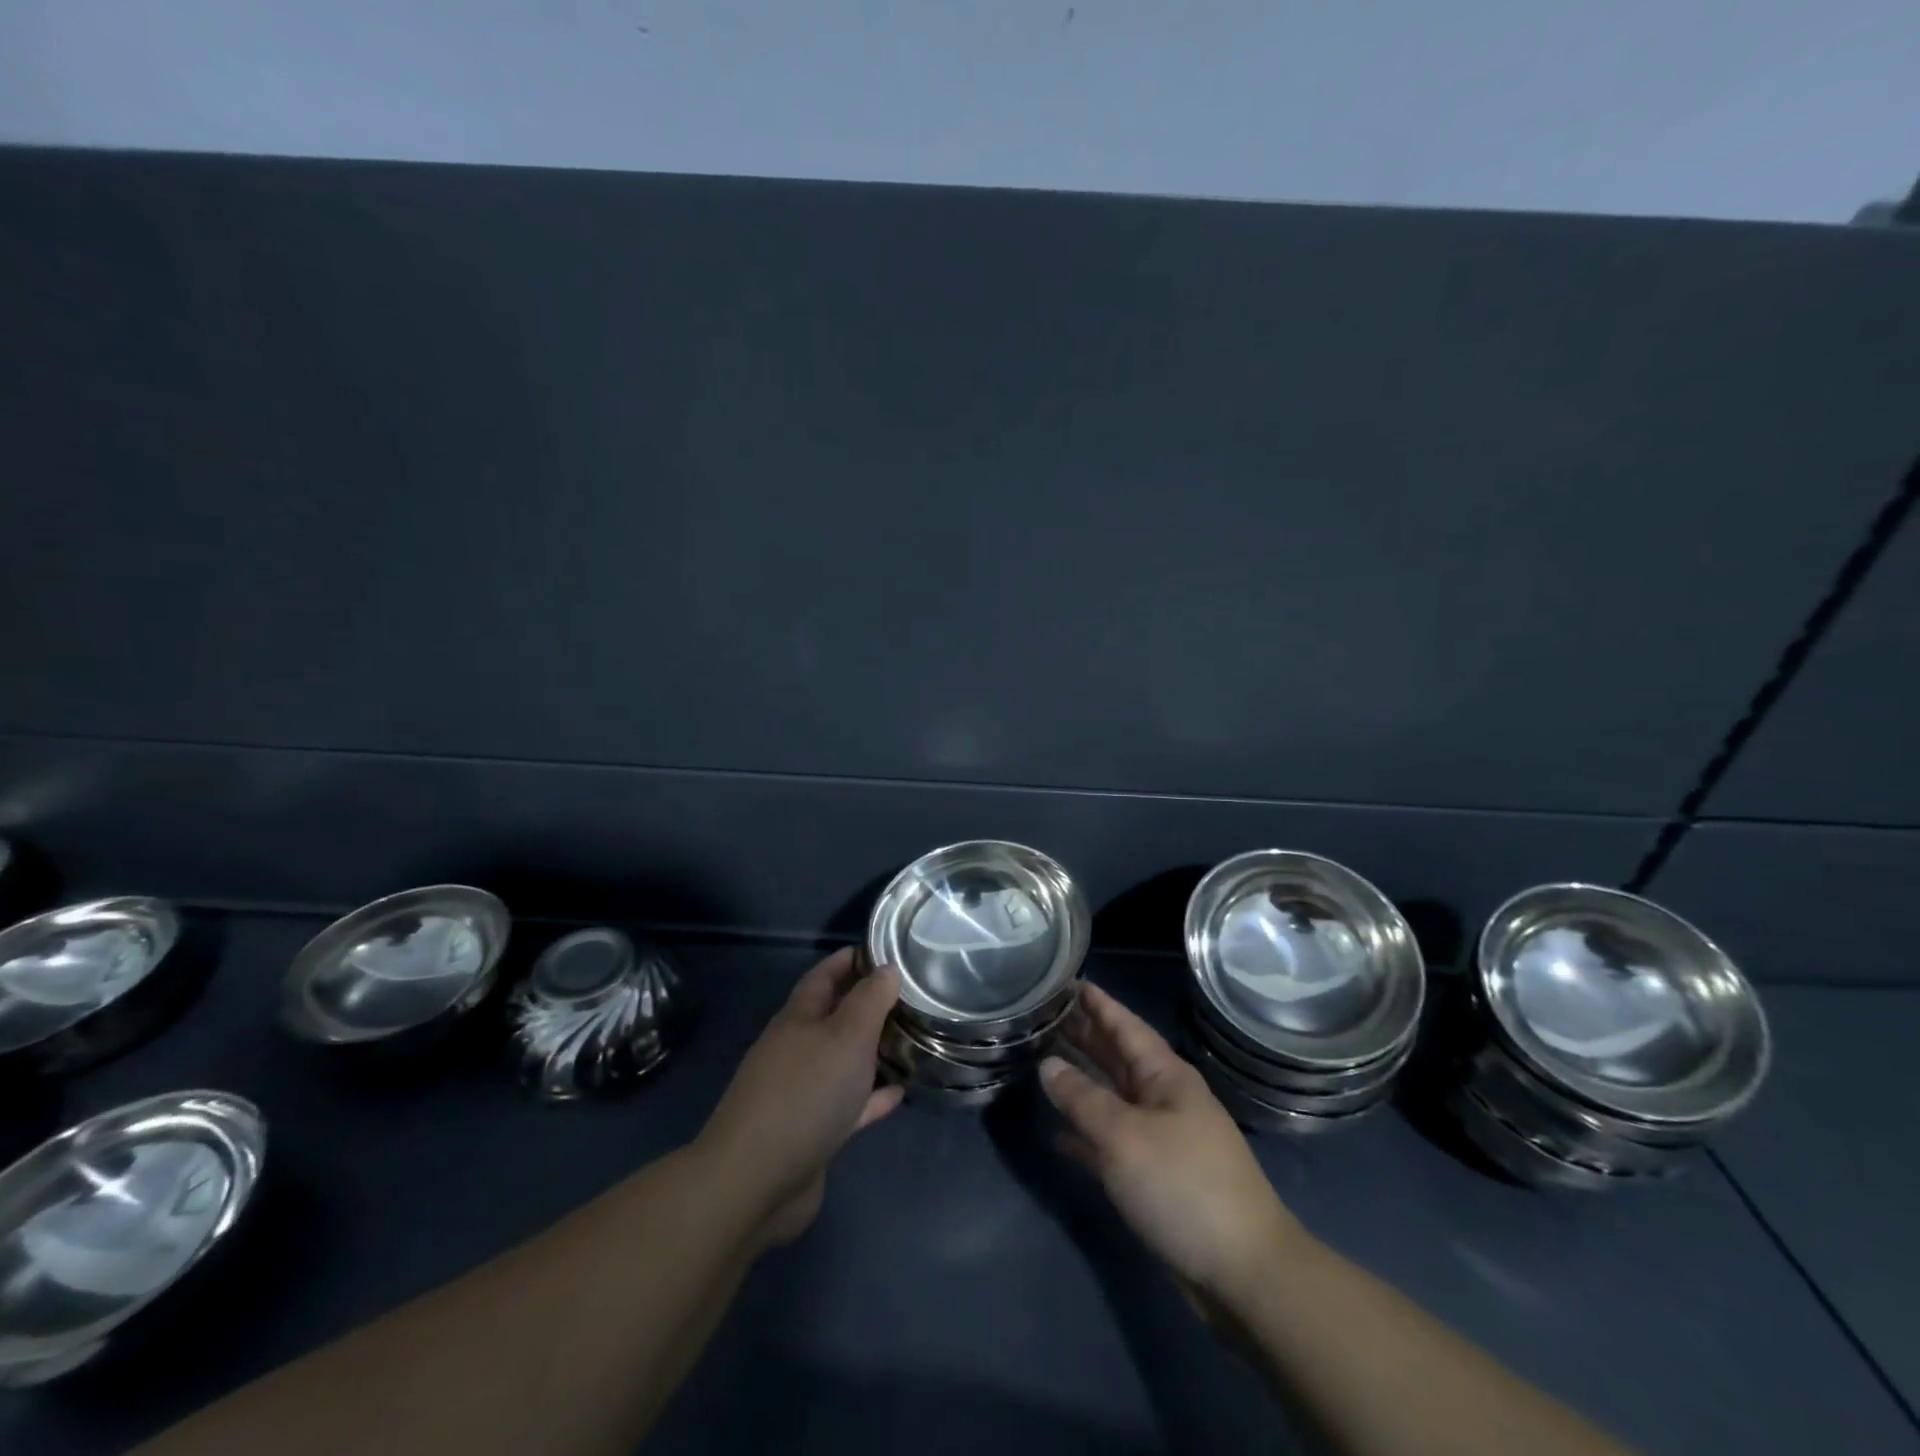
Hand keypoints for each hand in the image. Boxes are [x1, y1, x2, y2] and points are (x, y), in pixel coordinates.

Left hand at [697, 948, 903, 1249]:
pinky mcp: (811, 1131)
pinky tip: (900, 1093)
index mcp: (798, 1018)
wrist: (755, 1182)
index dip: (851, 958)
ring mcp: (801, 1092)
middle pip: (834, 1016)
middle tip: (911, 995)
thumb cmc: (805, 1094)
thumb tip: (886, 968)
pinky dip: (872, 1096)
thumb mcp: (846, 1036)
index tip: (887, 949)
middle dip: (867, 1003)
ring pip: (842, 1060)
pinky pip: (848, 1104)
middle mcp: (796, 1049)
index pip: (825, 975)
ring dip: (872, 1050)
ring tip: (911, 1039)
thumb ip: (869, 1000)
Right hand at [1040, 983, 1305, 1297]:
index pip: (1126, 1026)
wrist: (1243, 1271)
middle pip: (1117, 1058)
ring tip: (1042, 1060)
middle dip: (1084, 1036)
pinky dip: (1086, 1134)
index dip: (1098, 1003)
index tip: (1068, 980)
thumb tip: (1048, 1065)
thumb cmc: (1183, 1186)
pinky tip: (1056, 1133)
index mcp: (1166, 1076)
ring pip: (1112, 1098)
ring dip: (1081, 1082)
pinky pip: (1112, 1141)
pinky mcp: (1154, 1177)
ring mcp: (1160, 1138)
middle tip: (1045, 1015)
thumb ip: (1082, 1099)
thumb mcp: (1124, 1136)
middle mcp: (1164, 1098)